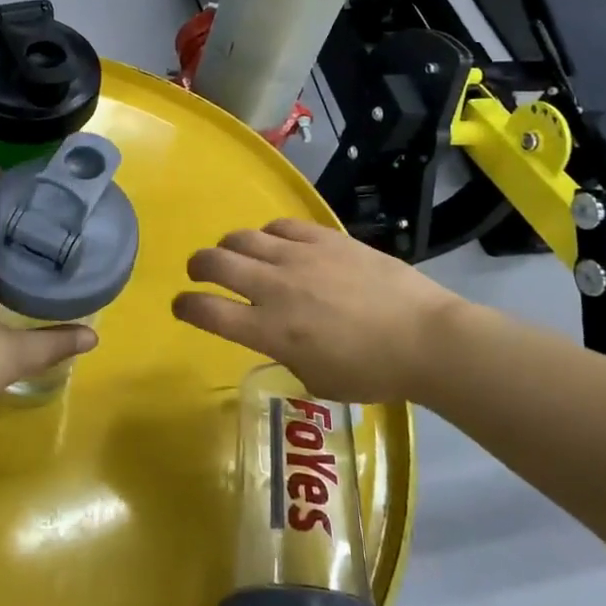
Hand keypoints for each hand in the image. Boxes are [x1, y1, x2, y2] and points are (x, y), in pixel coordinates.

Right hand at [172, 218, 462, 402]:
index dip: (185, 306)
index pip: (208, 311)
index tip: (181, 305)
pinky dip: (268, 234)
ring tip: (234, 253)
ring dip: (229, 246)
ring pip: (243, 237)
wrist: (424, 337)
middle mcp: (274, 287)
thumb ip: (286, 354)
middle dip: (198, 267)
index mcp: (270, 330)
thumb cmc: (372, 372)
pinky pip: (280, 225)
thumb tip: (277, 337)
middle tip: (199, 272)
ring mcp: (299, 257)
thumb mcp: (317, 380)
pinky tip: (275, 242)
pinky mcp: (323, 237)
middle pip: (215, 263)